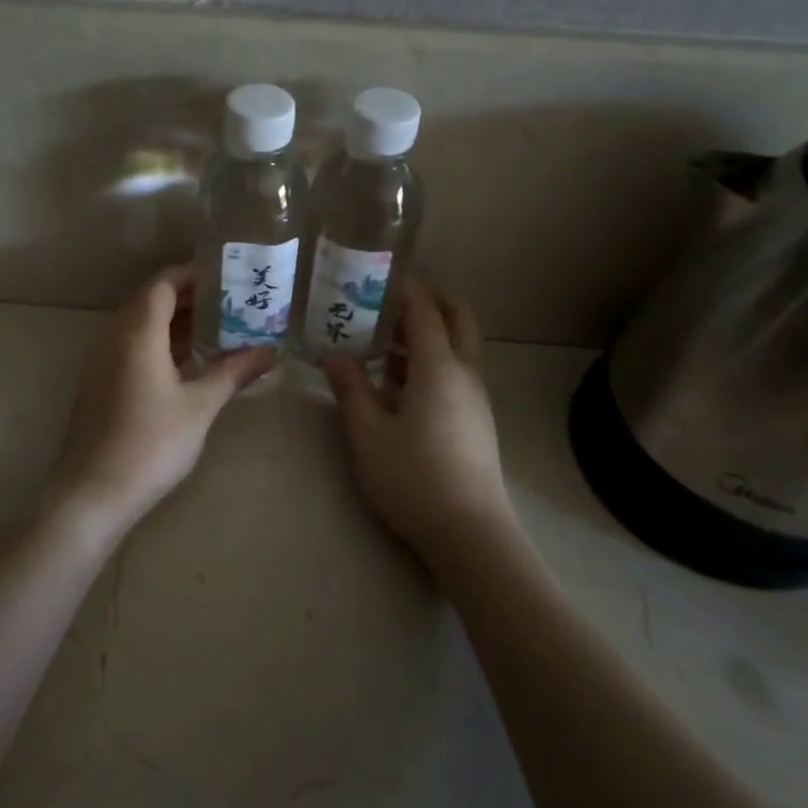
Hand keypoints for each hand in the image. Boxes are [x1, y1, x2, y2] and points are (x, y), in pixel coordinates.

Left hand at [45, 265, 274, 541]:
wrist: (92, 494)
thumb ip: (233, 372)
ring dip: (174, 321)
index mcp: (137, 333)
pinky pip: (132, 347)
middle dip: (189, 296)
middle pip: (150, 300)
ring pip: (140, 325)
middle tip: (230, 302)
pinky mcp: (100, 384)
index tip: (227, 276)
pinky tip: (188, 362)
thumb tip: (269, 351)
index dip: (193, 274)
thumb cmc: (150, 444)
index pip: (163, 283)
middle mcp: (114, 338)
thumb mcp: (199, 406)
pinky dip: (160, 343)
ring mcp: (102, 361)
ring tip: (217, 327)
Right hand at [324, 278, 515, 572]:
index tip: (376, 273)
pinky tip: (395, 386)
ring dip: (424, 336)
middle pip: (456, 319)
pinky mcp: (475, 421)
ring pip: (456, 348)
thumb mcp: (367, 432)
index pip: (424, 308)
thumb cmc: (412, 477)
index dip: (403, 286)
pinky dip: (429, 363)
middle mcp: (464, 373)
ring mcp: (474, 399)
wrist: (469, 534)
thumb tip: (332, 354)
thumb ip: (350, 388)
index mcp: (439, 366)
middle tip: (385, 304)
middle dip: (426, 302)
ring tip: (378, 343)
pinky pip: (454, 374)